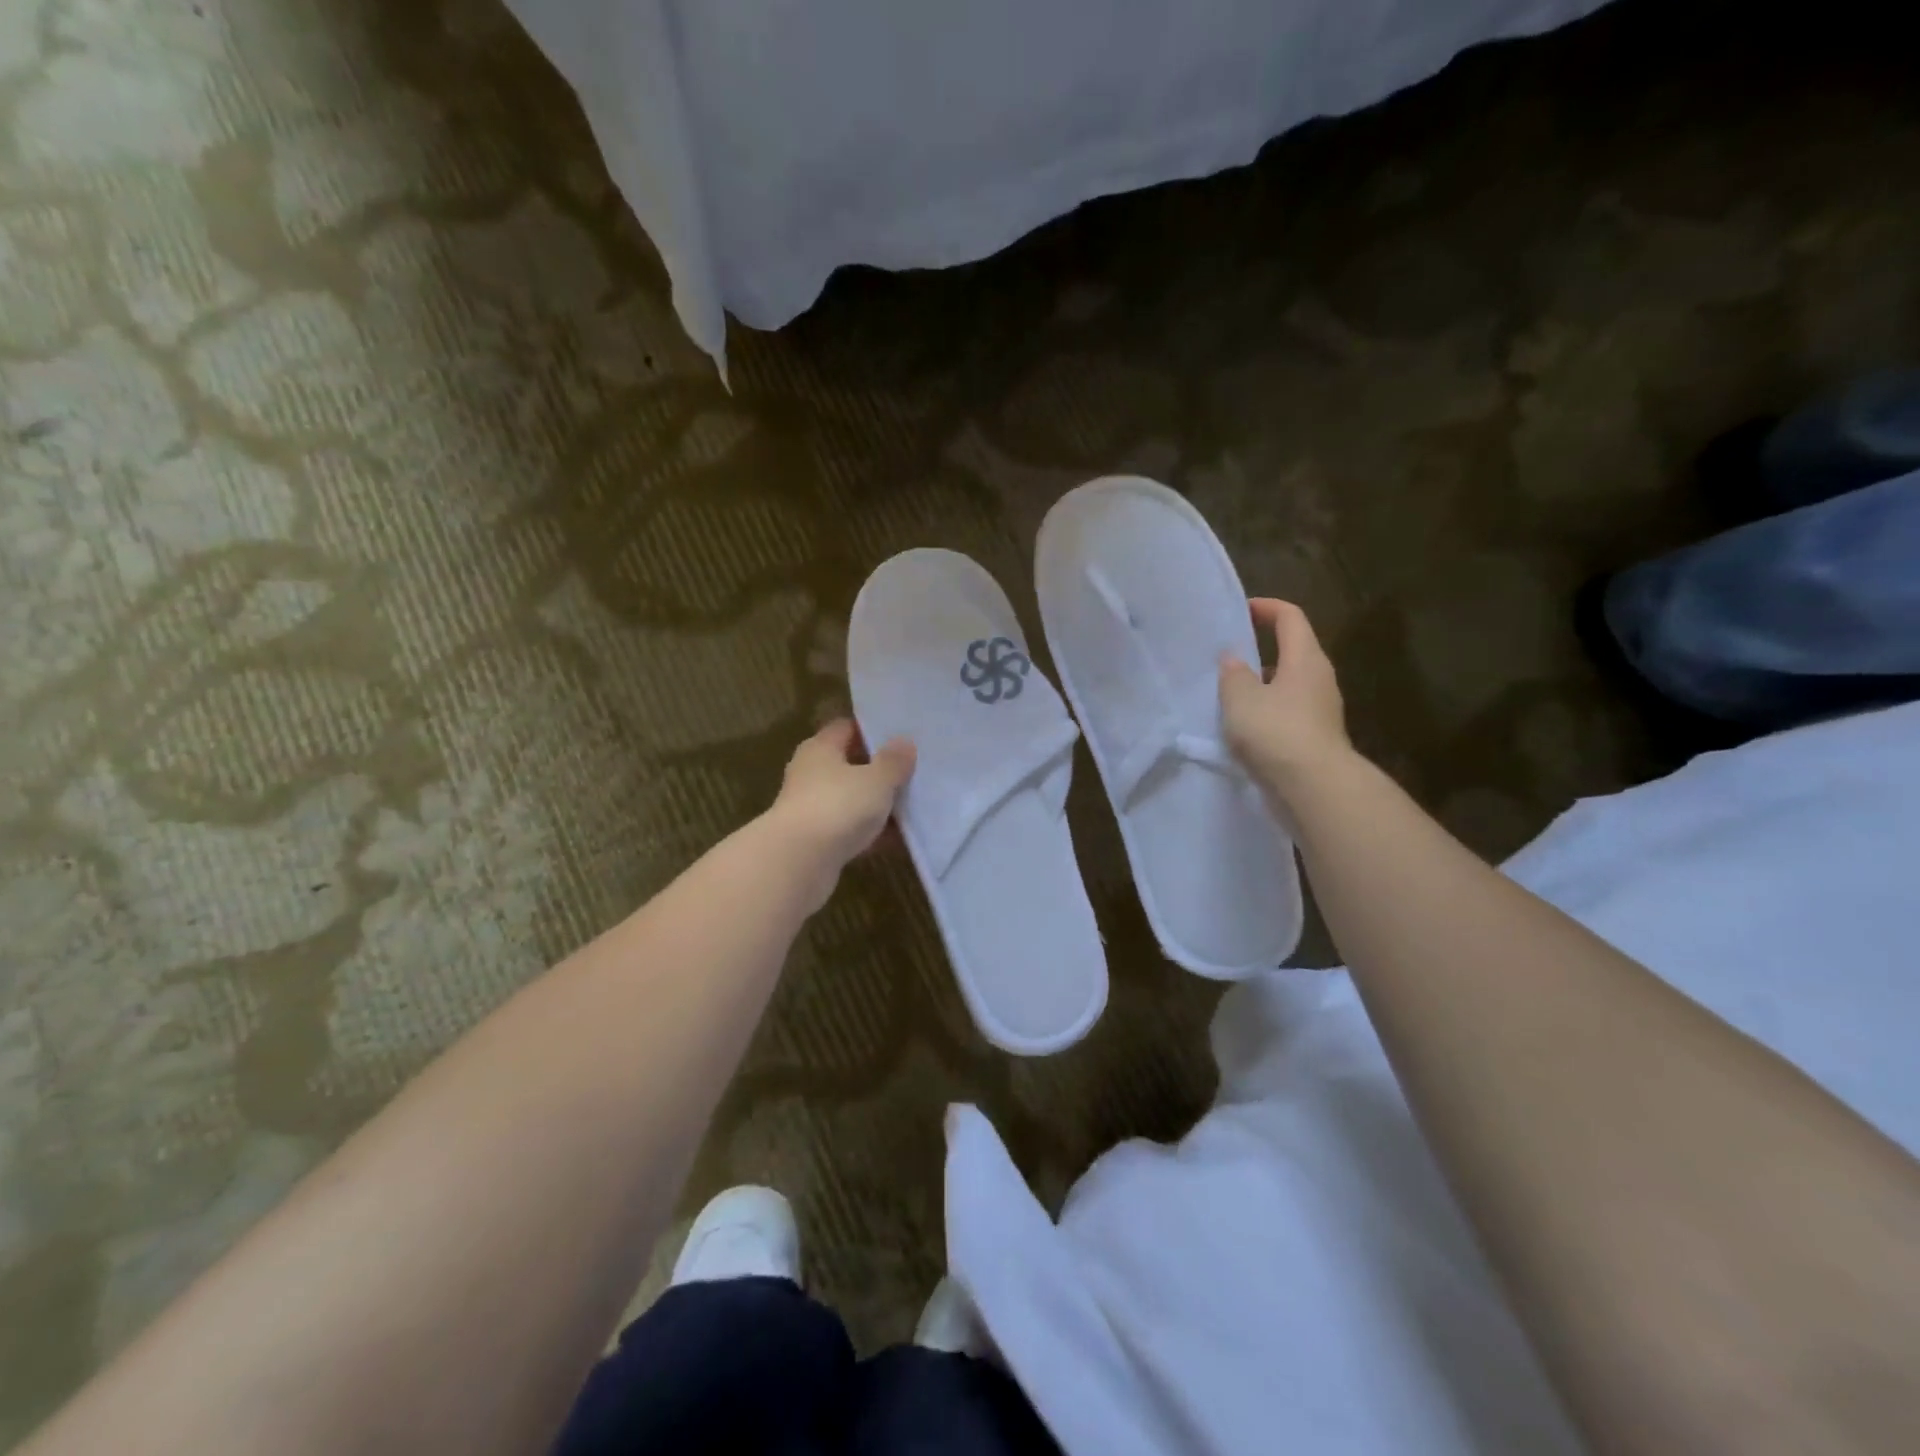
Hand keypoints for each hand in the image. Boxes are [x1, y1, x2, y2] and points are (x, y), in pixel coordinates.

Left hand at [765, 719, 915, 905]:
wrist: (798, 863)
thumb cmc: (837, 806)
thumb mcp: (876, 779)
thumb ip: (893, 761)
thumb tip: (904, 742)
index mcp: (820, 748)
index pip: (847, 728)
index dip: (873, 730)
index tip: (902, 735)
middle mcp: (811, 773)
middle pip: (849, 764)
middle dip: (879, 769)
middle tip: (914, 770)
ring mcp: (811, 808)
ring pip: (851, 799)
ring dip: (876, 803)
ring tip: (913, 804)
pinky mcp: (816, 841)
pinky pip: (850, 829)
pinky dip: (870, 832)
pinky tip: (899, 838)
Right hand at [1219, 599, 1352, 798]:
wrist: (1314, 787)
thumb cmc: (1276, 731)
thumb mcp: (1240, 698)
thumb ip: (1233, 674)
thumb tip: (1233, 658)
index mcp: (1305, 658)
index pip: (1290, 618)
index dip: (1267, 608)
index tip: (1242, 610)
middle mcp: (1319, 678)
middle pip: (1293, 650)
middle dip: (1262, 648)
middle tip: (1229, 655)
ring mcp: (1321, 709)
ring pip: (1289, 684)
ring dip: (1263, 683)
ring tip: (1230, 694)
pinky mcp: (1316, 736)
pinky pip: (1289, 712)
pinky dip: (1268, 711)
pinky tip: (1245, 726)